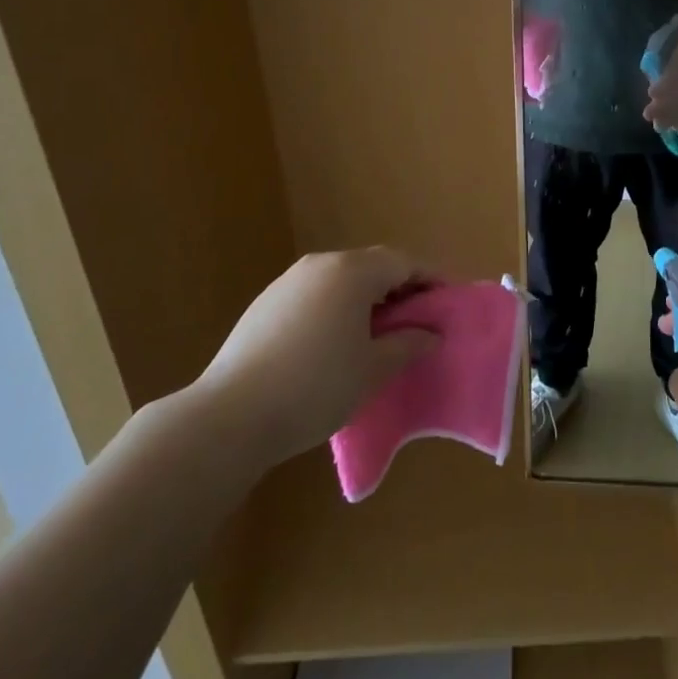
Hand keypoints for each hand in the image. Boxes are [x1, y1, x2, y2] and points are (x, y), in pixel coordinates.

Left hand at [192, 248, 439, 469]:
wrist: (231, 415)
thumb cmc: (316, 387)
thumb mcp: (373, 369)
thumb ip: (408, 344)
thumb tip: (431, 334)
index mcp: (352, 272)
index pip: (403, 263)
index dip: (430, 279)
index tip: (447, 301)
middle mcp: (321, 264)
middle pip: (372, 265)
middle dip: (399, 287)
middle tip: (417, 319)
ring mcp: (288, 281)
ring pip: (341, 279)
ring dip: (366, 297)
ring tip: (379, 332)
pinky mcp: (265, 303)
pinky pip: (315, 294)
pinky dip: (335, 307)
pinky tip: (335, 342)